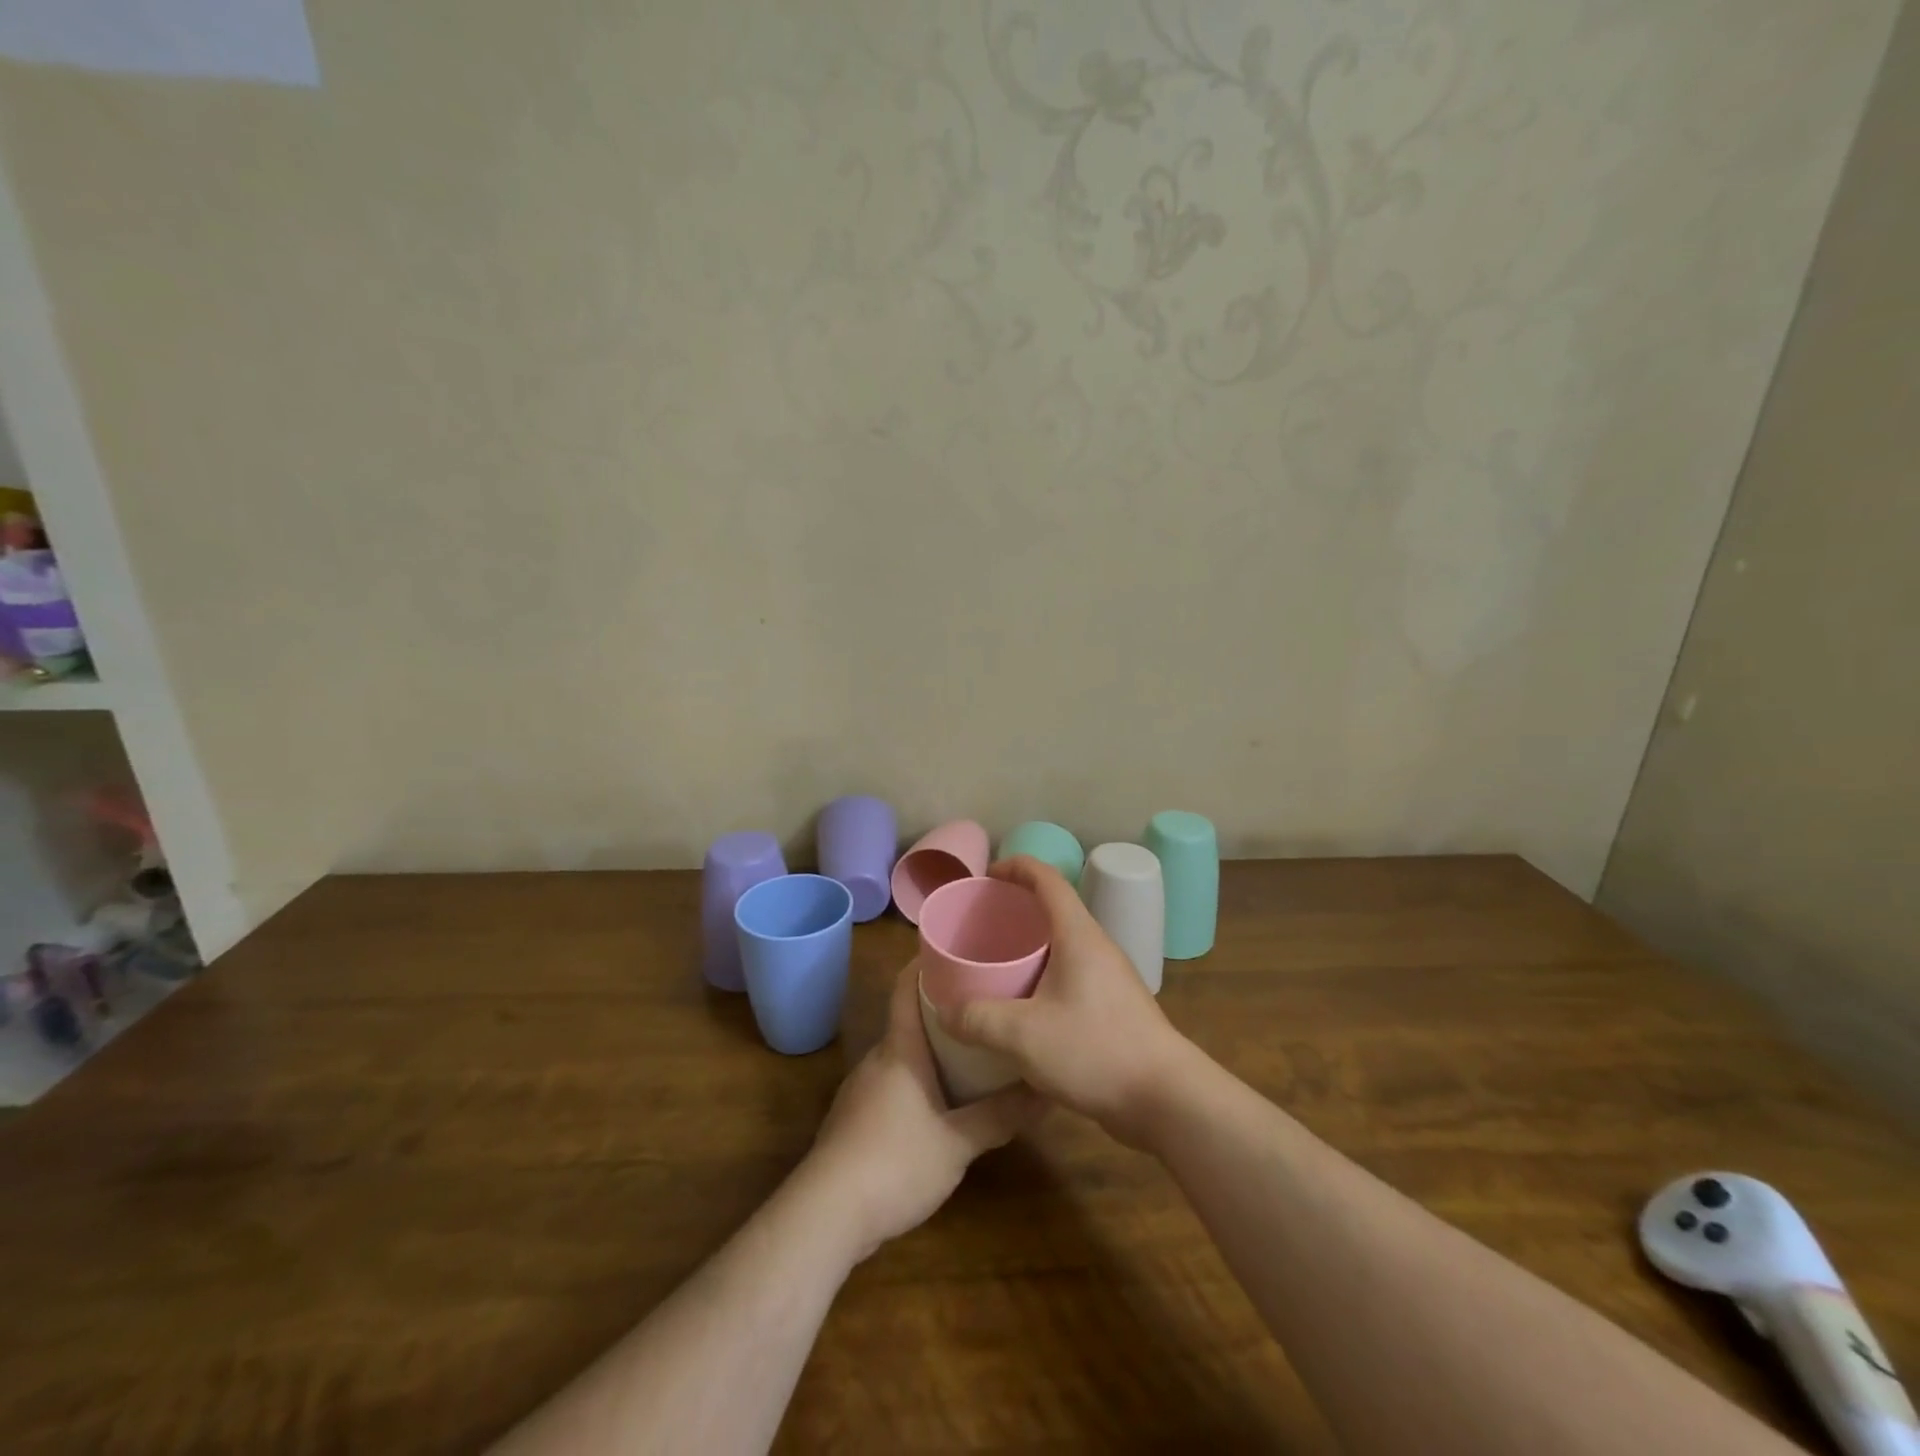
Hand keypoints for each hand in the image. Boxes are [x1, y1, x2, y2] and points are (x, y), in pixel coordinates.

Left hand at [802, 964, 1041, 1259]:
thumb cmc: (894, 1163)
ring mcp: (863, 1090)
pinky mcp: (857, 1120)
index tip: (956, 949)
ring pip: (903, 1054)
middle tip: (984, 1004)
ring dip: (932, 1048)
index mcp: (899, 1050)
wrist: (826, 1214)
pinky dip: (920, 1079)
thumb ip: (999, 1117)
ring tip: (972, 1049)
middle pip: (909, 1019)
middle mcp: (878, 1060)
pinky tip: (942, 1100)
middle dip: (944, 1009)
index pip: (906, 988)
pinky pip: (894, 1083)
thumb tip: (1044, 1092)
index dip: (925, 963)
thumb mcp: (957, 1143)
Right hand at [940, 856, 1197, 1147]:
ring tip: (995, 963)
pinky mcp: (1115, 1007)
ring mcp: (1110, 977)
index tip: (986, 875)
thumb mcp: (1023, 1035)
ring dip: (1031, 945)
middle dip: (1017, 908)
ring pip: (1063, 945)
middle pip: (1054, 909)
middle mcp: (1097, 946)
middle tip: (981, 924)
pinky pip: (1072, 974)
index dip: (1016, 867)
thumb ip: (978, 1019)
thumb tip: (944, 1012)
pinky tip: (1024, 1006)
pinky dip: (1044, 975)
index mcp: (1078, 935)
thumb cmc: (1094, 1050)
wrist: (1166, 1098)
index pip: (1047, 879)